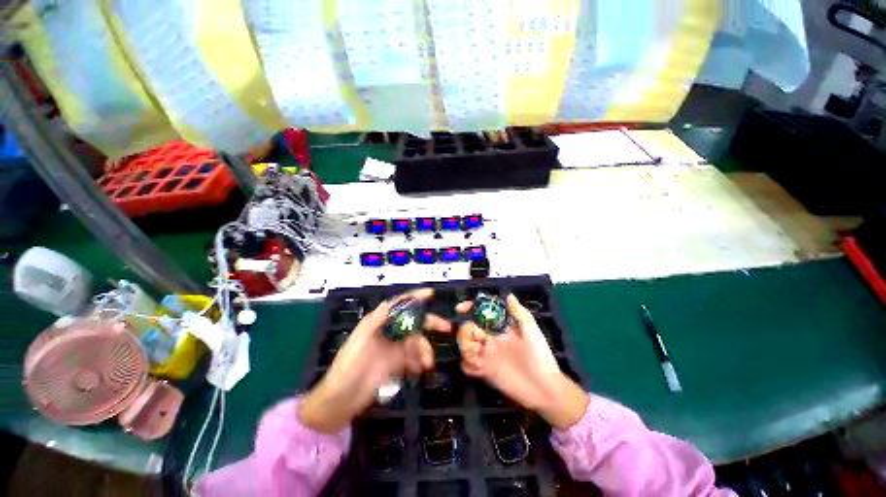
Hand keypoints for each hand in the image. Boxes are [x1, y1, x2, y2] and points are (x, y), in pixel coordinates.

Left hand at [299, 289, 449, 433]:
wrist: (342, 399)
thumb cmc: (349, 365)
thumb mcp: (360, 340)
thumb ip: (375, 321)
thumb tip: (387, 303)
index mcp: (378, 322)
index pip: (399, 304)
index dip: (415, 297)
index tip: (431, 294)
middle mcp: (388, 331)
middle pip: (413, 321)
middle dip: (430, 322)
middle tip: (446, 327)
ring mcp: (393, 347)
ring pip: (416, 341)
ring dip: (424, 350)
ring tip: (426, 364)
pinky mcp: (396, 363)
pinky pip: (413, 357)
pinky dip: (418, 362)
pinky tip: (418, 370)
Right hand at [456, 295, 587, 429]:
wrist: (544, 388)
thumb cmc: (539, 356)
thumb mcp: (531, 331)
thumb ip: (519, 313)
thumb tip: (509, 295)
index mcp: (499, 328)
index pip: (479, 314)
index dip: (469, 308)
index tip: (460, 309)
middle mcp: (490, 339)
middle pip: (467, 329)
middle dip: (465, 331)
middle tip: (475, 339)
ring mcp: (486, 355)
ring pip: (464, 346)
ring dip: (465, 347)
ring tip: (477, 354)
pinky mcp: (484, 372)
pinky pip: (466, 365)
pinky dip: (467, 364)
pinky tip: (478, 368)